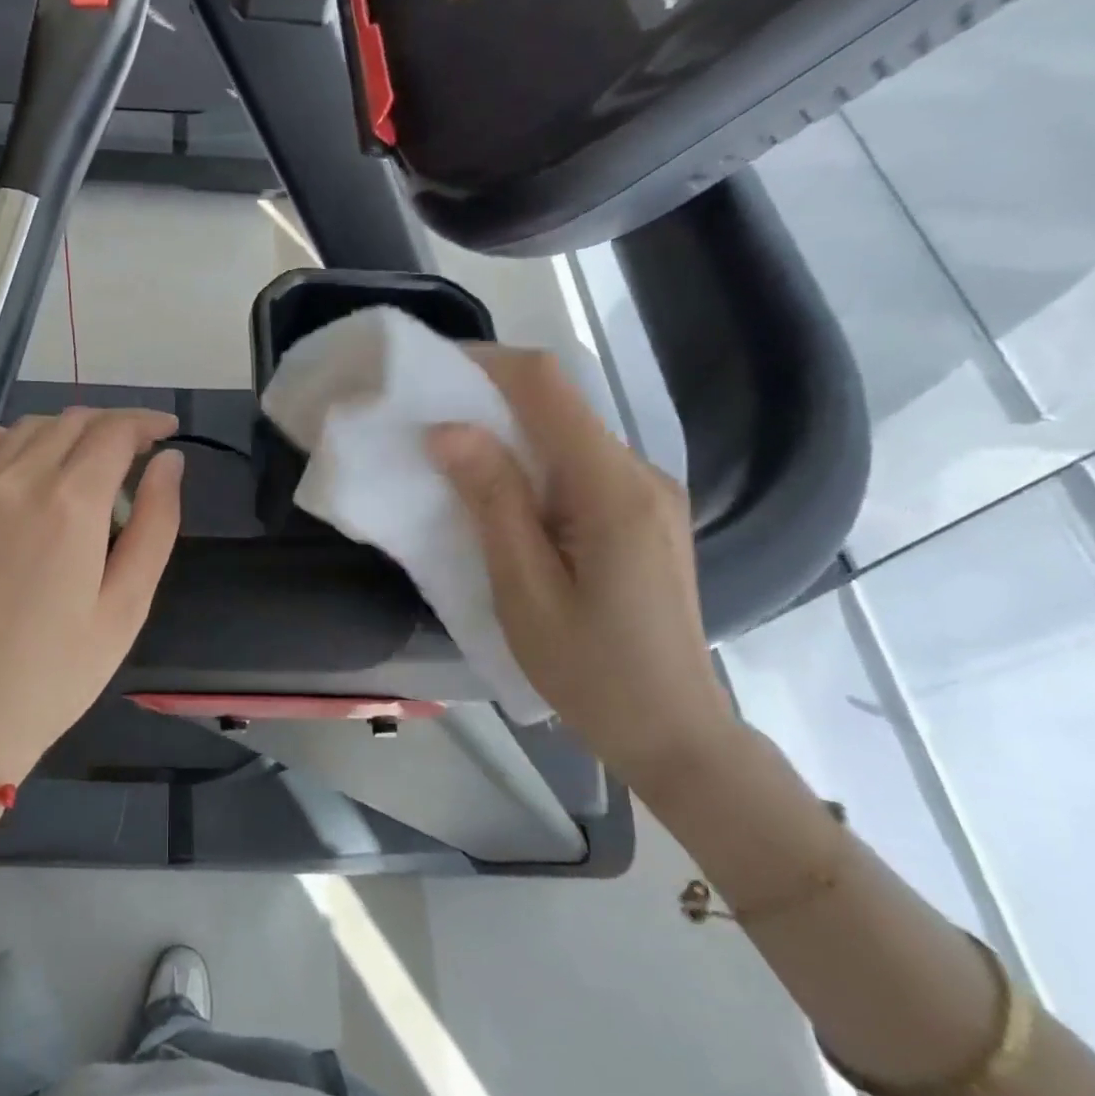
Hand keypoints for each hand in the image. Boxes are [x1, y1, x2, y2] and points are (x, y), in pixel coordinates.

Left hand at [0, 409, 184, 787]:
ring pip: (28, 429)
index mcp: (71, 503)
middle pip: (73, 423)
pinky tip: (16, 453)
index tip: (169, 432)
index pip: (115, 432)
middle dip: (114, 425)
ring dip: (68, 431)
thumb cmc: (55, 676)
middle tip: (140, 452)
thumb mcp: (126, 608)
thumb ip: (155, 525)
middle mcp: (19, 480)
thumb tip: (170, 463)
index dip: (147, 423)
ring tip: (92, 459)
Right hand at [426, 347, 733, 783]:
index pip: (546, 388)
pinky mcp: (640, 514)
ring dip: (505, 428)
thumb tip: (448, 429)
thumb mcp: (524, 590)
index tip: (425, 368)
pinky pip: (577, 464)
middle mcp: (638, 474)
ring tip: (447, 450)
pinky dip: (529, 460)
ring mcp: (645, 493)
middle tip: (421, 411)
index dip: (485, 363)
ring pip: (567, 432)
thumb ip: (493, 502)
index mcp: (612, 489)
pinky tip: (496, 489)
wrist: (673, 732)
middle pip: (559, 403)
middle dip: (486, 393)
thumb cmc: (590, 671)